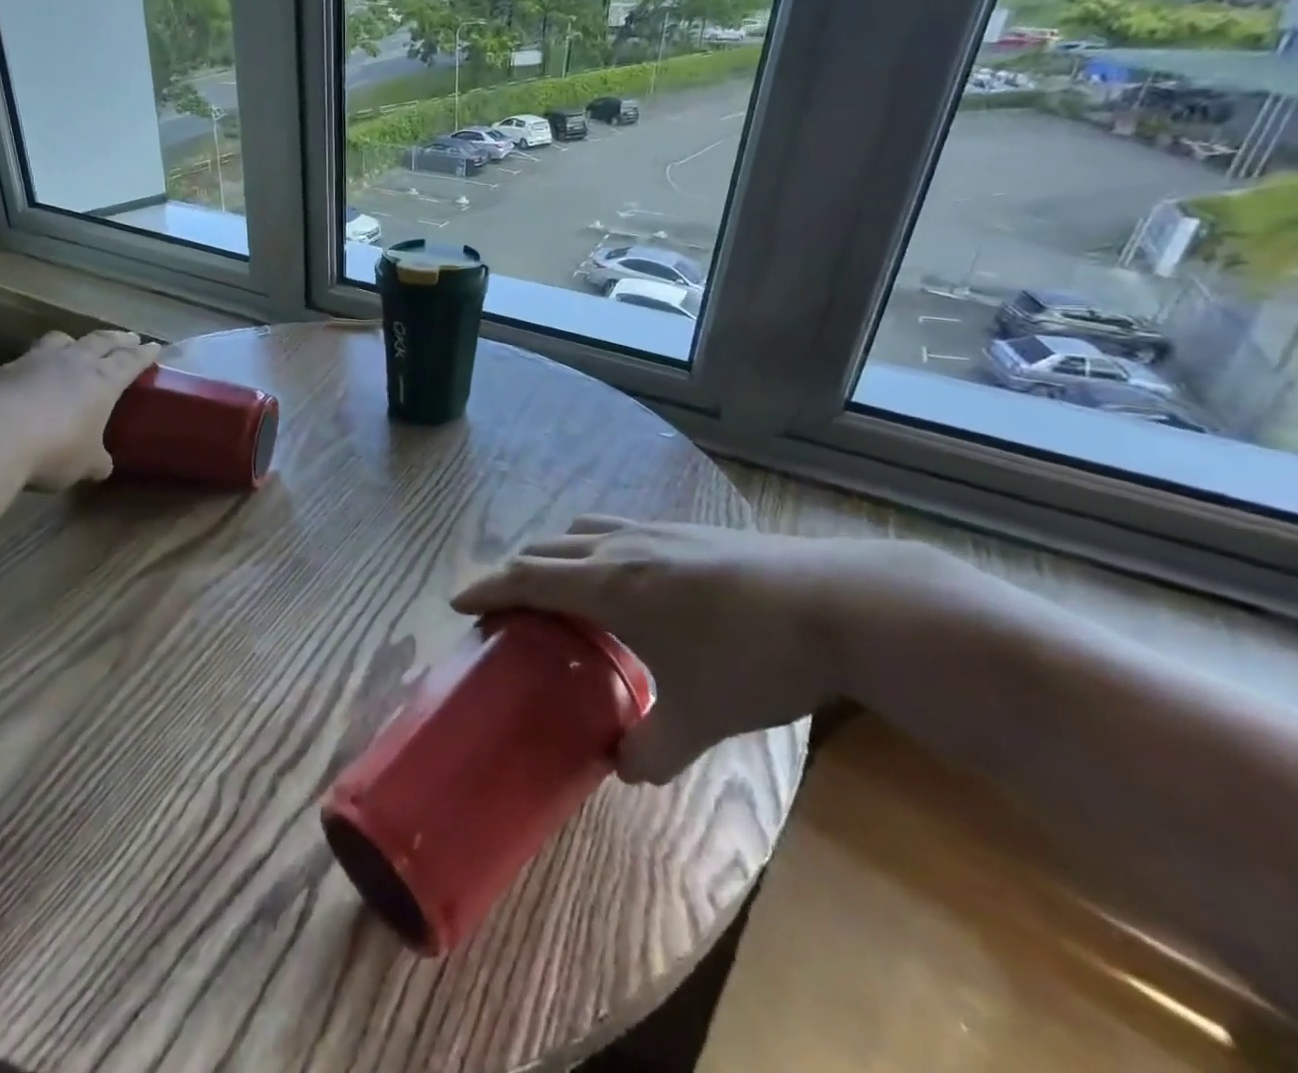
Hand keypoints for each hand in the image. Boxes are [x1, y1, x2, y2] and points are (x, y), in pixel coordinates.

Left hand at [0, 330, 160, 489]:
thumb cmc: (53, 449)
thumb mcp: (85, 463)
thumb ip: (96, 460)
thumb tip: (101, 466)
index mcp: (103, 380)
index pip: (130, 360)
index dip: (143, 354)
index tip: (153, 346)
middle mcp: (73, 362)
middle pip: (100, 341)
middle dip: (117, 339)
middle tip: (128, 337)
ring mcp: (35, 362)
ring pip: (61, 340)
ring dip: (75, 341)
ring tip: (78, 345)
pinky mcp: (2, 371)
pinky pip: (29, 358)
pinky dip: (38, 361)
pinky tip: (34, 374)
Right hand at [454, 517, 913, 783]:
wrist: (838, 604)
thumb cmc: (756, 658)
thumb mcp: (702, 715)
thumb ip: (655, 748)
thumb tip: (624, 768)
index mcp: (611, 586)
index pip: (529, 577)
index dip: (489, 587)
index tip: (459, 601)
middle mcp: (623, 549)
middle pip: (549, 548)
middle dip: (516, 571)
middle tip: (504, 603)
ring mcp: (658, 532)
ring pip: (584, 531)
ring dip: (556, 552)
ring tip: (557, 583)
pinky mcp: (689, 531)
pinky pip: (619, 529)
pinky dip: (595, 546)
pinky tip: (624, 573)